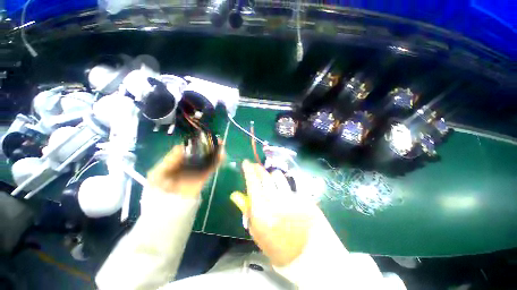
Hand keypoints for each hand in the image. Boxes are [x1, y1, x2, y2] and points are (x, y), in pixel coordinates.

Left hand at [147, 144, 223, 197]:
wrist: (167, 209)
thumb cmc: (158, 189)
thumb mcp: (158, 172)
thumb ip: (169, 159)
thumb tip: (181, 147)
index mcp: (176, 162)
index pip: (187, 149)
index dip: (195, 143)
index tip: (201, 137)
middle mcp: (187, 164)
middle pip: (199, 153)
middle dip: (207, 145)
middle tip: (214, 139)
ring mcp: (196, 171)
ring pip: (206, 159)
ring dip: (214, 151)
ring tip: (220, 144)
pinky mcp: (203, 177)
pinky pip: (211, 168)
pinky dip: (217, 161)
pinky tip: (222, 155)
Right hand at [231, 160, 315, 266]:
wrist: (305, 255)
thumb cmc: (276, 246)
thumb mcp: (256, 231)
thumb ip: (247, 210)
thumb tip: (239, 194)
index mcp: (261, 210)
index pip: (252, 182)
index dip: (248, 170)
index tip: (246, 163)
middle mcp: (275, 200)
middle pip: (264, 176)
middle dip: (258, 169)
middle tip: (256, 167)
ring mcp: (291, 197)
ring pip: (278, 176)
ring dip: (272, 175)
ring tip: (271, 180)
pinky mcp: (303, 197)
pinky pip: (290, 184)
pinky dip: (284, 185)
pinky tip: (285, 191)